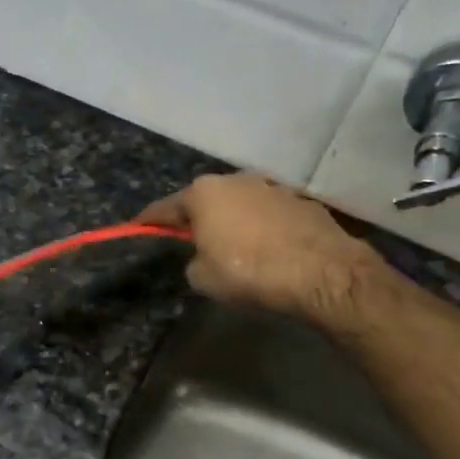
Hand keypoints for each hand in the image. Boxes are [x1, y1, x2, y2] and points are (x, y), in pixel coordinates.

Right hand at [138, 174, 386, 327]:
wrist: (322, 273)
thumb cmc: (249, 271)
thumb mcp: (202, 278)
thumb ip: (193, 261)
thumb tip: (203, 257)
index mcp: (203, 193)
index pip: (164, 208)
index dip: (149, 222)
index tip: (137, 228)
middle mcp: (235, 180)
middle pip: (205, 200)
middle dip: (196, 218)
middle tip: (189, 241)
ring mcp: (272, 187)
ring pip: (240, 205)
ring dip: (232, 221)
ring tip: (232, 247)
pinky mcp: (302, 201)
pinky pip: (269, 215)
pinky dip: (262, 228)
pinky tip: (266, 249)